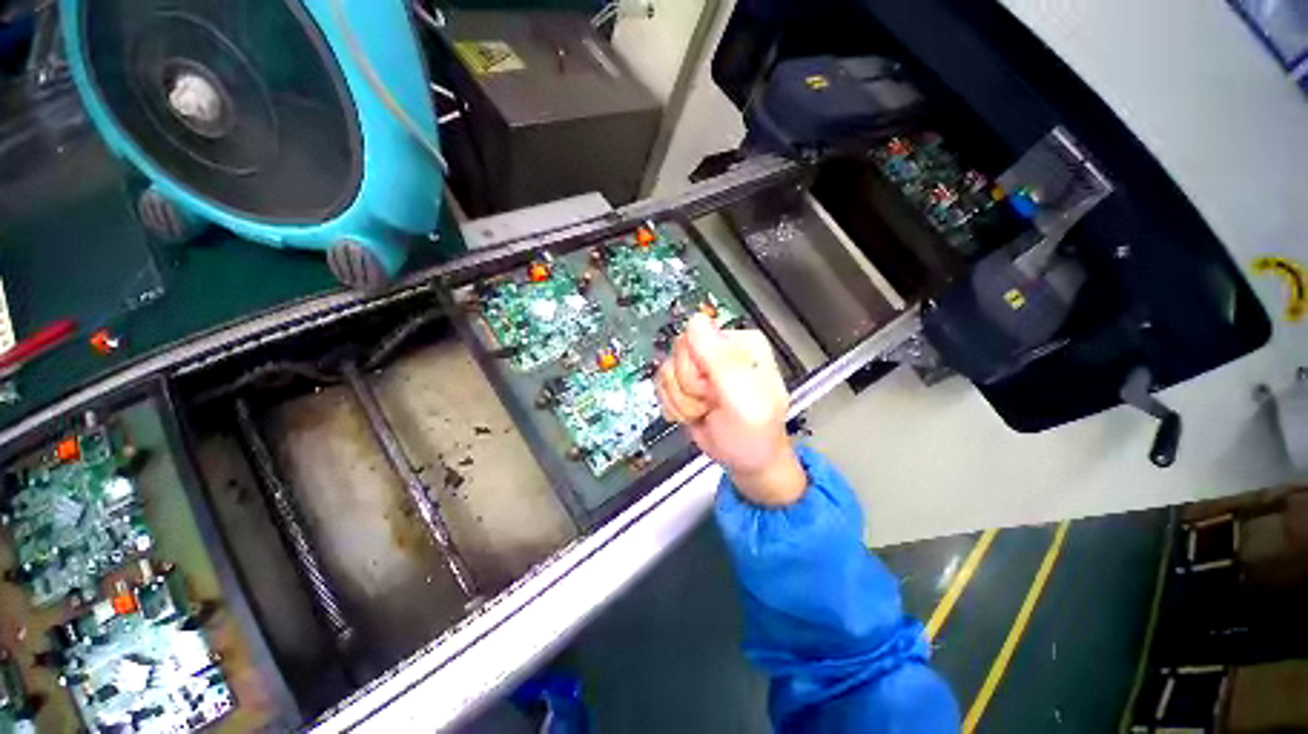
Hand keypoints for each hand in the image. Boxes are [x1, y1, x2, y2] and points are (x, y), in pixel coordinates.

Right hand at [656, 314, 805, 505]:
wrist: (745, 460)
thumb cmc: (754, 434)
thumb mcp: (743, 400)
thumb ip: (720, 360)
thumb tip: (696, 321)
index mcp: (741, 343)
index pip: (695, 336)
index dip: (696, 369)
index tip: (712, 389)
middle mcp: (720, 349)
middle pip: (678, 353)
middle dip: (689, 387)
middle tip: (711, 402)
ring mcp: (701, 366)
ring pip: (667, 371)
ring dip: (682, 400)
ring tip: (706, 409)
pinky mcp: (687, 381)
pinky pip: (664, 385)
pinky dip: (676, 406)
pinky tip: (695, 412)